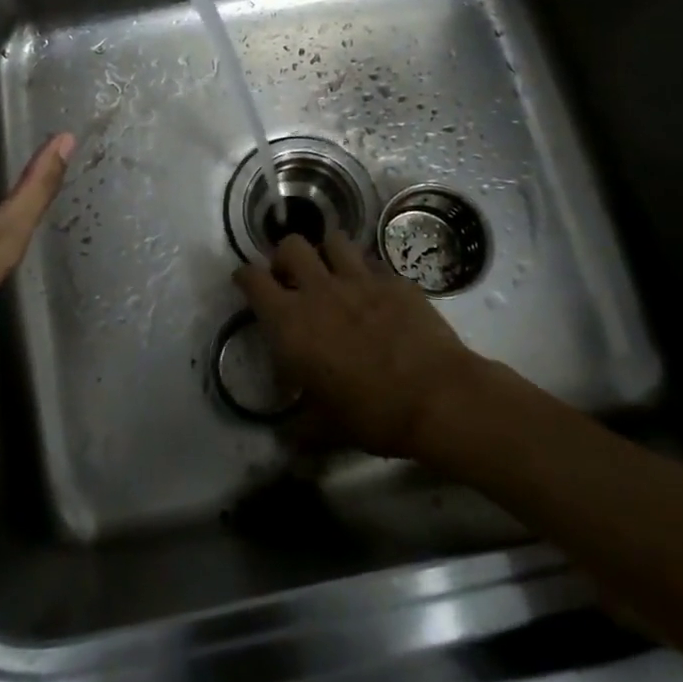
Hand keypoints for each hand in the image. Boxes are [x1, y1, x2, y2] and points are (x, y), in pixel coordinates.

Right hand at [233, 232, 481, 458]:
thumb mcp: (327, 429)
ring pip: (333, 240)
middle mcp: (319, 291)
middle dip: (285, 257)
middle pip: (290, 246)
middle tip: (292, 278)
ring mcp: (359, 279)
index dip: (245, 277)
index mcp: (291, 323)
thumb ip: (302, 428)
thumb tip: (288, 440)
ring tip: (332, 272)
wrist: (437, 397)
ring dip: (326, 252)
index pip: (253, 280)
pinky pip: (372, 262)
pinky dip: (366, 271)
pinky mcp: (394, 280)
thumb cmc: (373, 415)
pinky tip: (373, 290)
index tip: (246, 282)